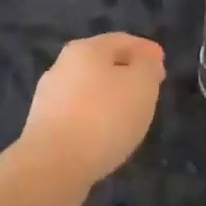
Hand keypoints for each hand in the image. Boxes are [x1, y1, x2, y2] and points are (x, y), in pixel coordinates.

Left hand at [20, 33, 166, 198]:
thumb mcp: (141, 84)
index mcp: (85, 49)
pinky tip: (106, 134)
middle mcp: (62, 66)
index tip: (162, 63)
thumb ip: (147, 67)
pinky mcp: (43, 127)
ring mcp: (49, 97)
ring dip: (109, 97)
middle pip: (101, 63)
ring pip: (88, 90)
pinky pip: (78, 115)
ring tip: (129, 114)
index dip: (145, 50)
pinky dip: (95, 118)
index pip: (121, 40)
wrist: (53, 165)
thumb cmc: (103, 116)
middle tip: (148, 87)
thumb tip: (144, 62)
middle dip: (126, 72)